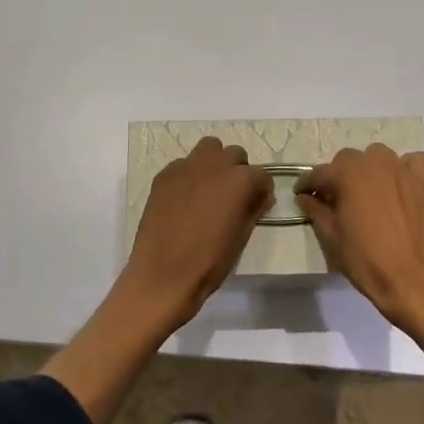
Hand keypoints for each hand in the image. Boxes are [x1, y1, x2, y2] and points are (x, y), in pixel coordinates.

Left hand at [122, 136, 271, 324]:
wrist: (162, 275)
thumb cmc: (209, 262)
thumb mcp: (241, 238)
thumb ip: (253, 210)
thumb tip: (261, 197)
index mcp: (239, 181)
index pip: (261, 175)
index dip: (261, 190)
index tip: (257, 203)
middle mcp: (214, 165)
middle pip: (235, 154)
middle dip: (239, 170)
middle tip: (233, 195)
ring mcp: (186, 167)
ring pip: (208, 148)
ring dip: (215, 163)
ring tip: (210, 189)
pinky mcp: (164, 175)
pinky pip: (183, 164)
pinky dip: (190, 174)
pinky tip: (185, 198)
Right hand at [296, 145, 423, 327]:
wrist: (412, 279)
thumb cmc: (365, 259)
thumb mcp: (331, 236)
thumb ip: (315, 210)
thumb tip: (304, 197)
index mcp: (347, 173)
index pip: (319, 173)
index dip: (307, 185)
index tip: (302, 195)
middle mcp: (374, 162)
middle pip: (348, 161)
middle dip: (338, 177)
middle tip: (336, 200)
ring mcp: (402, 169)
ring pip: (377, 157)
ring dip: (368, 170)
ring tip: (367, 193)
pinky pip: (411, 162)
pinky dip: (402, 170)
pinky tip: (399, 186)